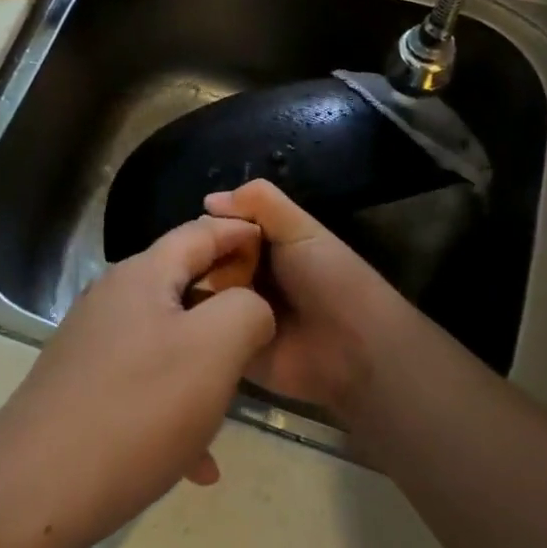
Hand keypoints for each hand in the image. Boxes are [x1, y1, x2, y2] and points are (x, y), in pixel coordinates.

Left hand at [0, 216, 274, 546]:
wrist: (35, 491)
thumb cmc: (137, 409)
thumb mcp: (214, 350)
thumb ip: (246, 310)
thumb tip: (249, 306)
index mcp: (142, 276)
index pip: (200, 231)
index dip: (241, 234)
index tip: (276, 248)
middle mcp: (112, 300)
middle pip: (183, 285)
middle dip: (228, 306)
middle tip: (266, 332)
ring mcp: (93, 344)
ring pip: (168, 341)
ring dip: (205, 366)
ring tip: (235, 404)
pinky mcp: (82, 386)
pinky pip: (144, 385)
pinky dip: (176, 409)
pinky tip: (198, 464)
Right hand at [204, 180, 415, 420]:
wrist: (353, 348)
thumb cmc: (331, 279)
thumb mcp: (301, 229)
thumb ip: (261, 202)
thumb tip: (208, 200)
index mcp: (260, 245)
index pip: (216, 228)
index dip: (208, 226)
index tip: (204, 230)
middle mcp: (242, 275)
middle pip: (202, 258)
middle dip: (198, 257)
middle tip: (201, 264)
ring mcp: (232, 312)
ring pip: (196, 290)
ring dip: (195, 288)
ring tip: (200, 292)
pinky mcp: (227, 347)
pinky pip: (200, 329)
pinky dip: (196, 320)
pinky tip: (193, 316)